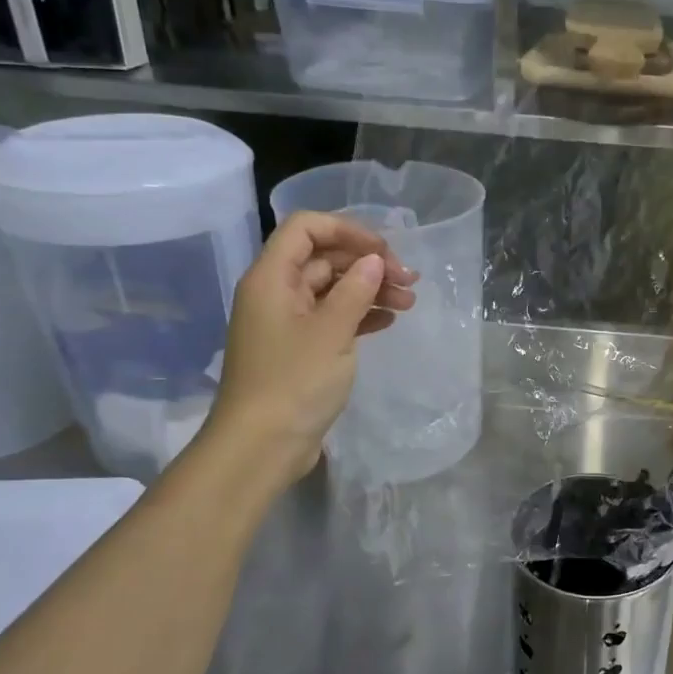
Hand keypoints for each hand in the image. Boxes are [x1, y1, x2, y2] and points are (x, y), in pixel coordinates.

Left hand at [202, 211, 416, 484]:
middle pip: (325, 258)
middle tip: (410, 281)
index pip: (307, 228)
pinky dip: (361, 314)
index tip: (386, 251)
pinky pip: (333, 317)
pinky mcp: (300, 349)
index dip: (348, 230)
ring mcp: (288, 322)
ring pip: (333, 289)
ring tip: (409, 303)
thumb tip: (375, 261)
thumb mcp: (331, 331)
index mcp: (273, 278)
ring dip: (371, 290)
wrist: (262, 445)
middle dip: (369, 264)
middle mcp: (277, 292)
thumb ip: (356, 289)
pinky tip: (388, 322)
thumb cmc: (294, 382)